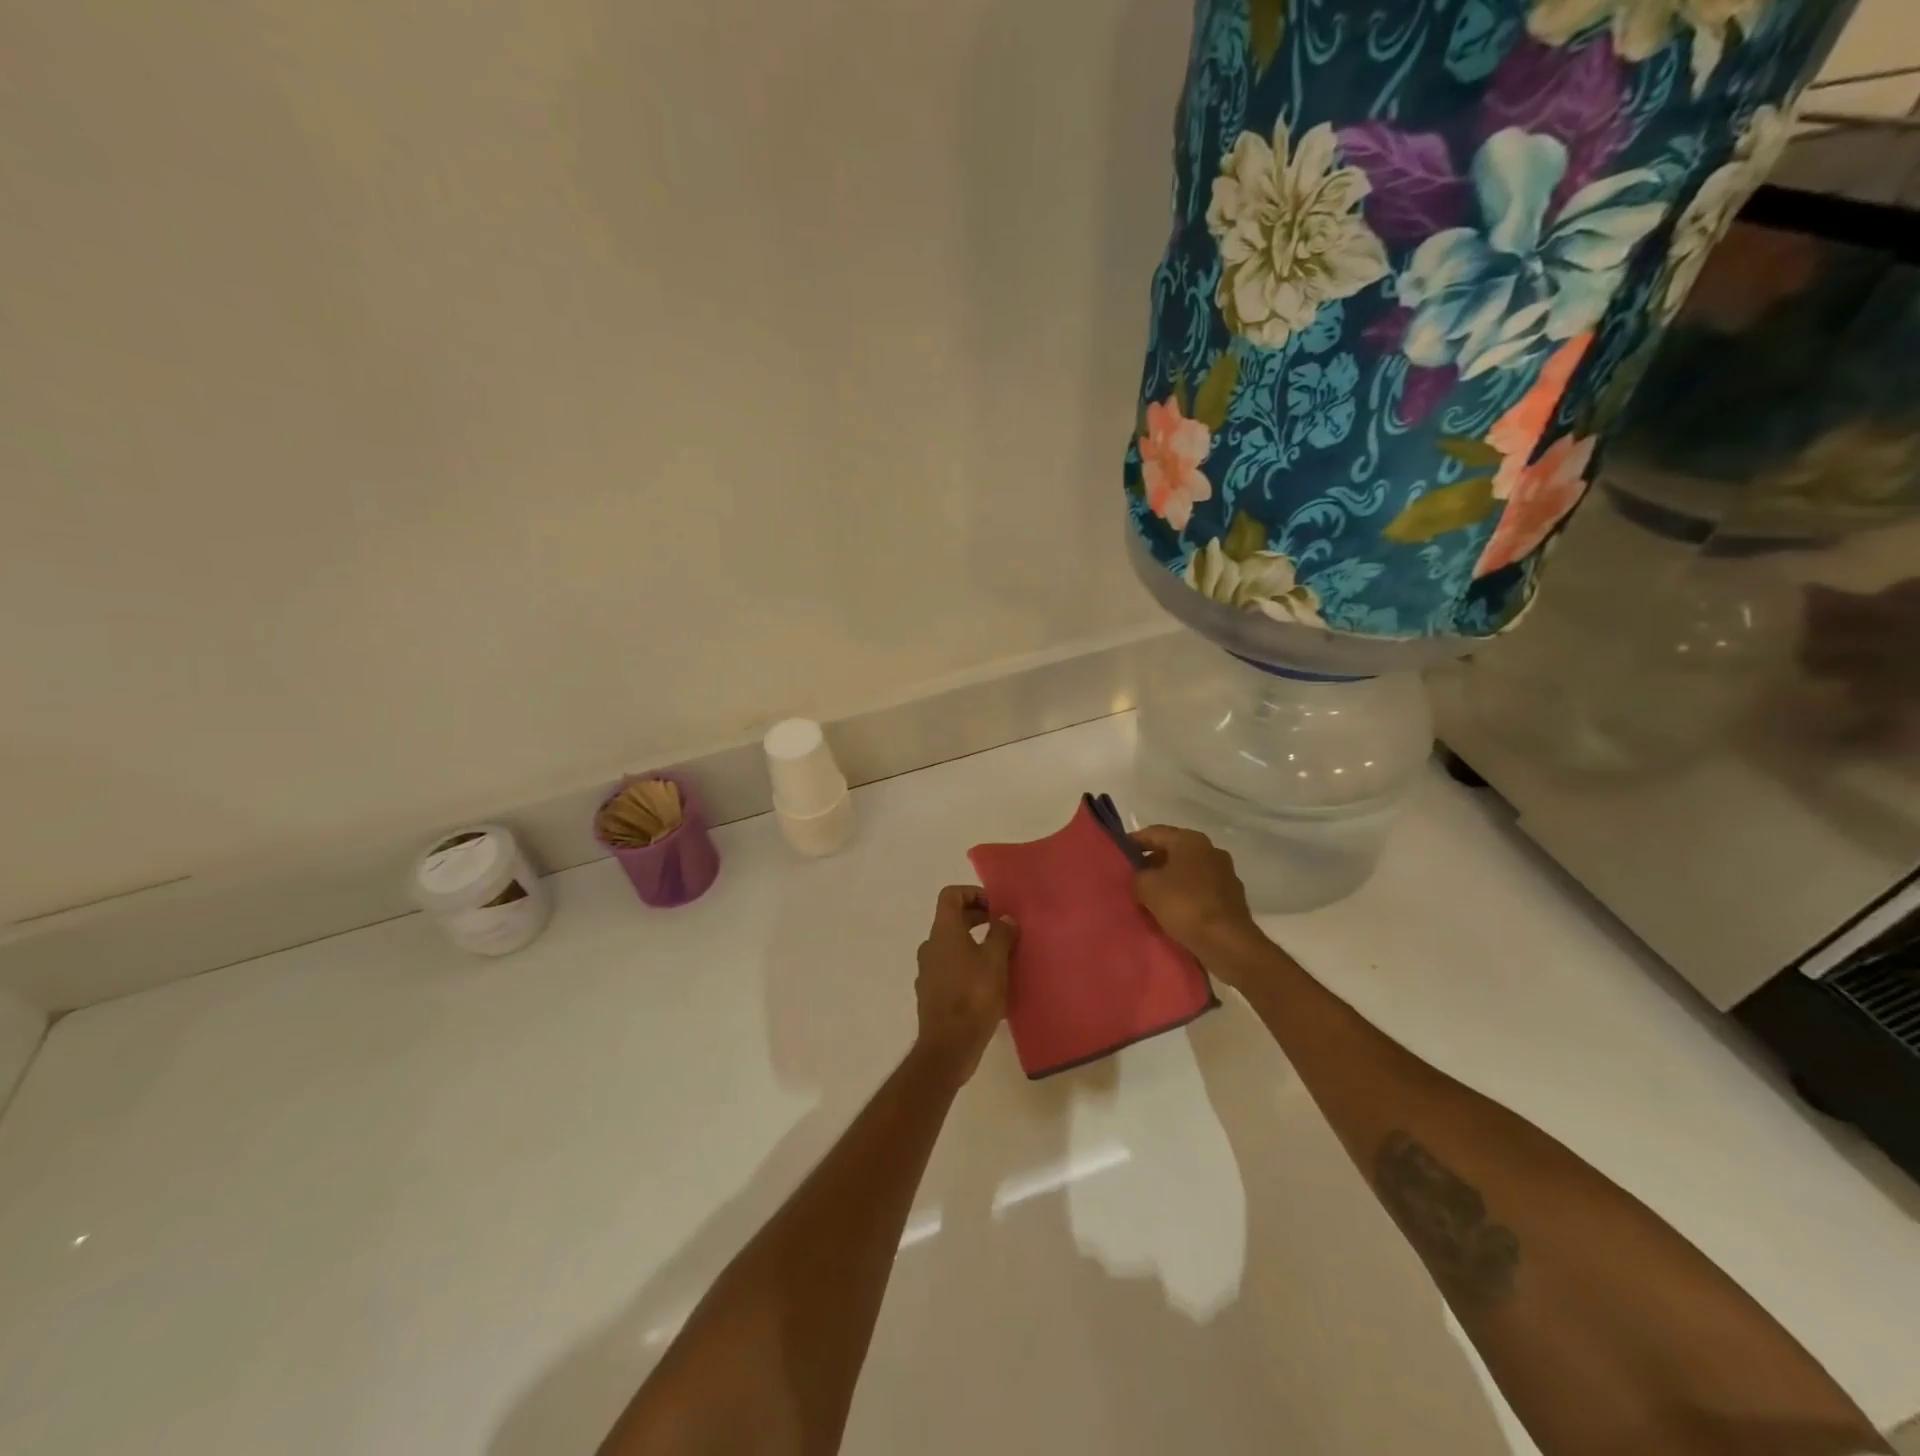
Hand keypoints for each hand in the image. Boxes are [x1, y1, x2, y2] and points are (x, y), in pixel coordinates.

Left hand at [913, 886, 1014, 1081]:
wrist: (948, 1045)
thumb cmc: (974, 996)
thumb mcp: (995, 961)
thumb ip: (1001, 934)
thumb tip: (1004, 918)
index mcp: (943, 932)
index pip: (950, 896)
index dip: (972, 893)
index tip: (995, 906)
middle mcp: (930, 946)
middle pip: (951, 920)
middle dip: (977, 918)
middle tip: (1003, 928)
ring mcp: (927, 970)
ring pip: (951, 945)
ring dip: (973, 943)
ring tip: (1000, 956)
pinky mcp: (930, 992)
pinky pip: (949, 968)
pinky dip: (966, 965)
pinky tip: (987, 983)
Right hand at [1129, 826, 1265, 979]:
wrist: (1228, 942)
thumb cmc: (1184, 905)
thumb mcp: (1147, 887)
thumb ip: (1137, 874)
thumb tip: (1141, 876)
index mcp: (1190, 840)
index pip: (1154, 833)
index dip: (1133, 842)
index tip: (1118, 856)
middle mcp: (1210, 850)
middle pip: (1172, 851)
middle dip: (1151, 863)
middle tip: (1131, 879)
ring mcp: (1224, 873)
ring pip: (1187, 871)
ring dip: (1169, 880)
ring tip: (1149, 898)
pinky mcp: (1231, 897)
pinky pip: (1200, 890)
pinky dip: (1185, 896)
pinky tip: (1173, 912)